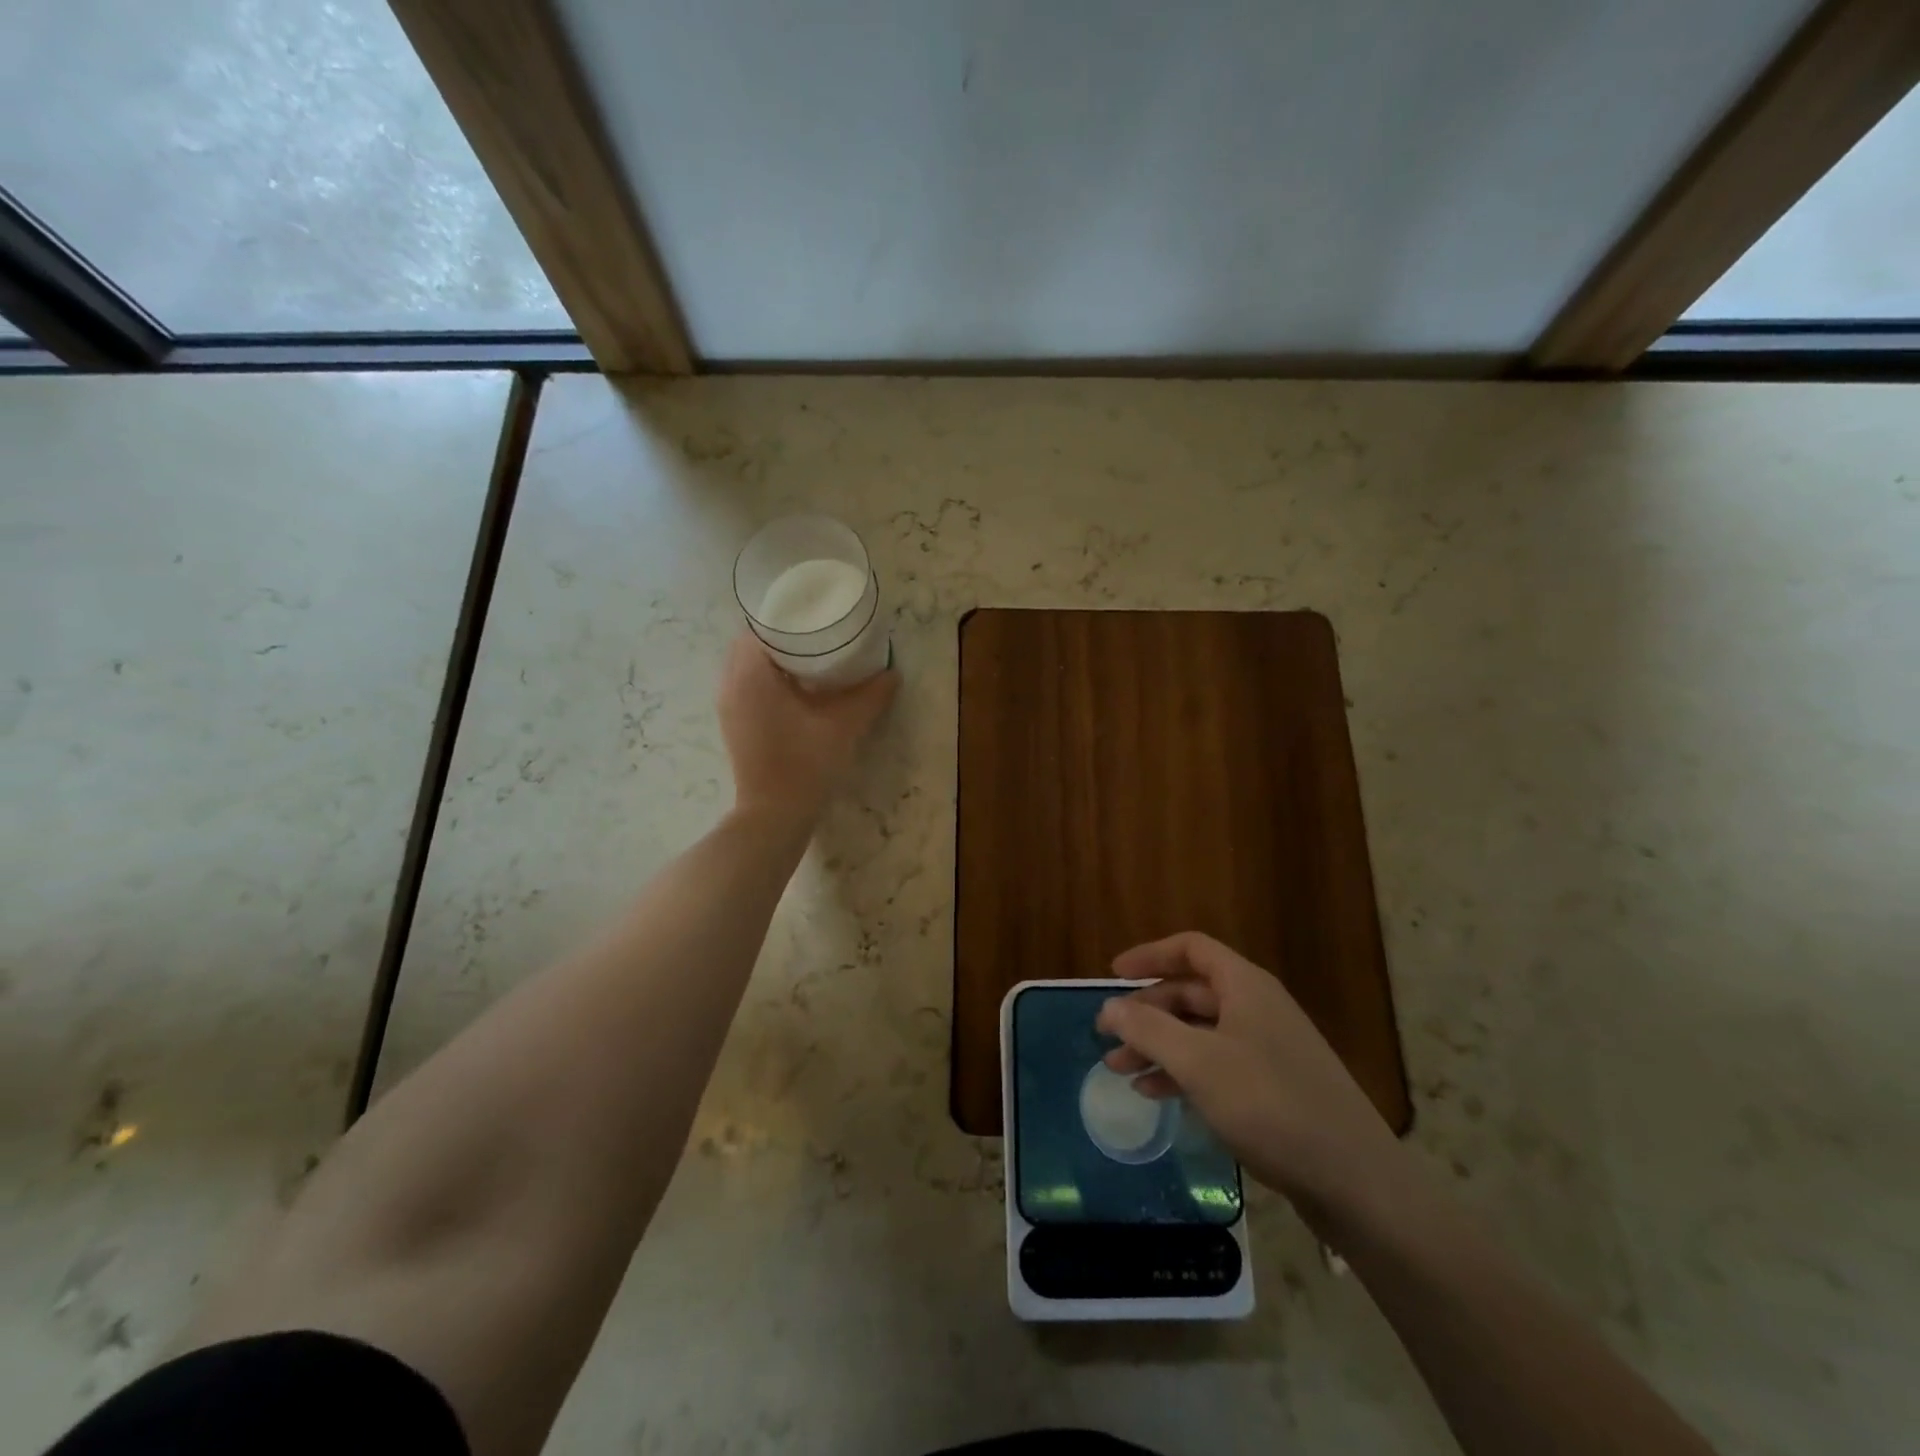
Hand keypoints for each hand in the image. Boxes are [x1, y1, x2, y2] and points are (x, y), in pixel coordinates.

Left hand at [717, 634, 896, 821]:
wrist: (774, 815)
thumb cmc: (805, 764)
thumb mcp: (844, 725)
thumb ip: (870, 695)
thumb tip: (892, 673)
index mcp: (751, 674)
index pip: (760, 626)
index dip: (787, 617)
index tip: (815, 617)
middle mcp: (730, 684)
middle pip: (752, 644)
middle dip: (782, 638)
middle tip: (818, 638)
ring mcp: (728, 706)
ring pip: (747, 666)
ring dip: (775, 660)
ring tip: (812, 661)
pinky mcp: (733, 724)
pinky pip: (746, 686)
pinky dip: (768, 680)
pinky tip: (798, 690)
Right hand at [1096, 932, 1401, 1215]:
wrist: (1355, 1181)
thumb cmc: (1270, 1105)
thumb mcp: (1198, 1063)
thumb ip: (1148, 1030)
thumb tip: (1109, 1007)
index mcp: (1245, 986)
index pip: (1191, 949)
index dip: (1150, 955)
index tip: (1113, 976)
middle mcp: (1257, 1008)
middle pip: (1191, 992)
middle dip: (1146, 1012)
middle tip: (1107, 1036)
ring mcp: (1268, 1049)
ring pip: (1200, 1032)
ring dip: (1158, 1046)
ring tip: (1120, 1070)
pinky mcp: (1273, 1088)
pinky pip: (1216, 1065)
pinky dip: (1182, 1073)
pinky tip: (1155, 1095)